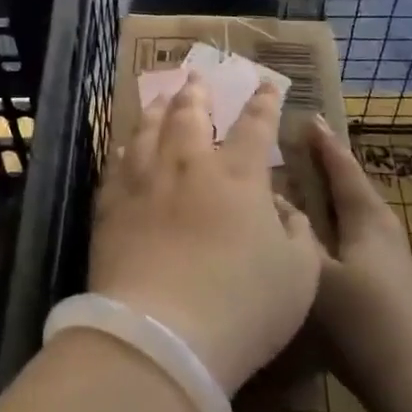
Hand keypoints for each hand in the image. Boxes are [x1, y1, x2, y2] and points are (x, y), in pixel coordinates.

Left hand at [90, 75, 323, 394]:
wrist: (162, 335)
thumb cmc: (242, 306)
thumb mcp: (299, 276)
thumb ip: (298, 235)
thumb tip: (285, 210)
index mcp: (238, 176)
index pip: (255, 126)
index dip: (263, 103)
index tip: (263, 83)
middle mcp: (189, 165)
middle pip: (189, 114)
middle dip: (196, 92)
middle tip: (195, 76)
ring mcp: (145, 182)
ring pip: (147, 130)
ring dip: (156, 108)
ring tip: (159, 97)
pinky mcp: (112, 206)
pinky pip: (117, 165)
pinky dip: (124, 149)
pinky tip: (123, 146)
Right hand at [310, 118, 411, 409]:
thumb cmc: (365, 319)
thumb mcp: (316, 273)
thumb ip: (292, 235)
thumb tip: (270, 199)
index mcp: (366, 215)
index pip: (341, 166)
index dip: (322, 142)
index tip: (306, 116)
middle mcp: (379, 228)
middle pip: (348, 186)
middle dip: (322, 166)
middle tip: (291, 148)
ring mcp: (385, 258)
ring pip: (349, 213)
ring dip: (324, 197)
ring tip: (293, 188)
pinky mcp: (383, 284)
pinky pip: (349, 236)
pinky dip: (329, 224)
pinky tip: (309, 239)